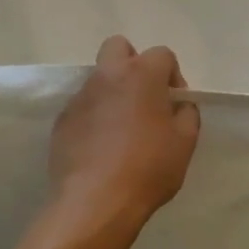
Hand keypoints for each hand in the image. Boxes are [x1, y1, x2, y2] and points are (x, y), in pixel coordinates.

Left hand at [45, 36, 200, 248]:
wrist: (95, 202)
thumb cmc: (148, 168)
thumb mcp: (185, 142)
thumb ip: (186, 114)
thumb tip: (178, 106)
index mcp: (141, 74)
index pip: (162, 54)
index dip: (172, 75)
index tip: (175, 104)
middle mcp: (107, 76)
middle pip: (118, 47)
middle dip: (133, 63)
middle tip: (143, 98)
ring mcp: (80, 98)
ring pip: (98, 79)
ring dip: (113, 93)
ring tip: (122, 130)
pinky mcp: (62, 121)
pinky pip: (83, 108)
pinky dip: (94, 118)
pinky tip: (101, 148)